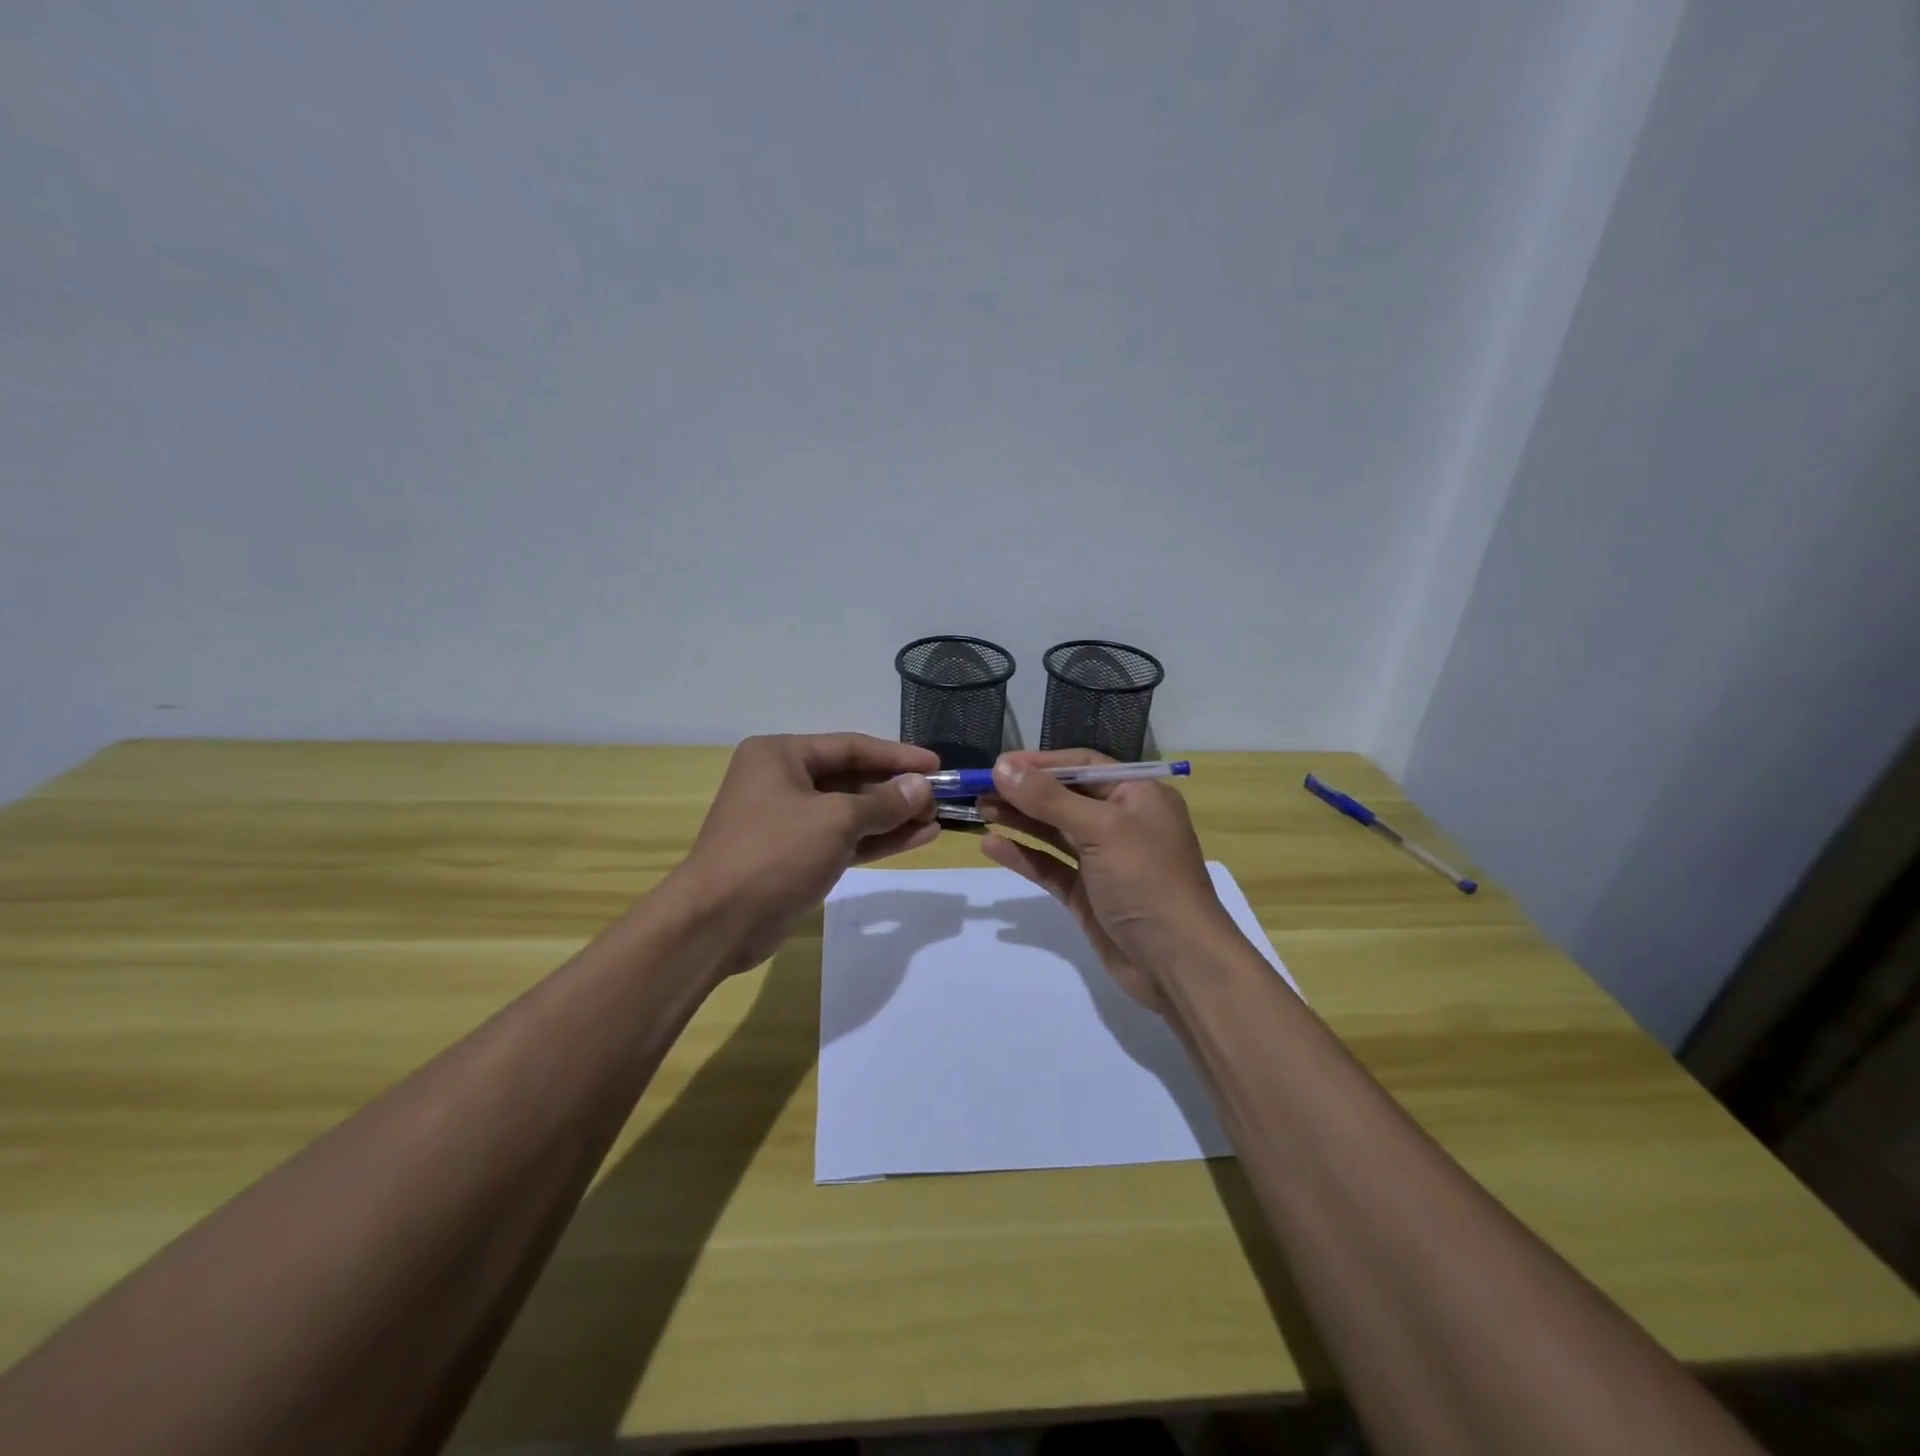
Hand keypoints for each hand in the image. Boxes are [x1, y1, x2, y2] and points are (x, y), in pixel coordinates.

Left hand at [669, 733, 938, 976]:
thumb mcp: (835, 820)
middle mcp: (782, 781)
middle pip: (851, 779)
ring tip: (935, 820)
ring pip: (850, 813)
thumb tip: (922, 787)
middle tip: (939, 798)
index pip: (850, 747)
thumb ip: (883, 802)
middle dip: (896, 790)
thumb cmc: (774, 853)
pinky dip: (876, 840)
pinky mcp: (796, 857)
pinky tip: (915, 838)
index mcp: (781, 756)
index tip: (936, 764)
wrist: (717, 923)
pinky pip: (843, 840)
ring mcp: (788, 821)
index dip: (896, 755)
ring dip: (892, 817)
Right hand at [978, 749, 1237, 1013]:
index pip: (1083, 766)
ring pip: (1054, 831)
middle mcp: (1121, 822)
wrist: (1178, 963)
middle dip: (1023, 792)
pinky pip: (1050, 866)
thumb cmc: (1147, 880)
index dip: (1041, 763)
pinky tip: (992, 846)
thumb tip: (1002, 767)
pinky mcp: (1087, 894)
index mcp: (1138, 796)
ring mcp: (1103, 860)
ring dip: (1019, 819)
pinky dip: (1023, 855)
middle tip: (978, 788)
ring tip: (979, 809)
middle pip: (1064, 797)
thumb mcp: (1102, 829)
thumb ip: (1049, 799)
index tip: (998, 765)